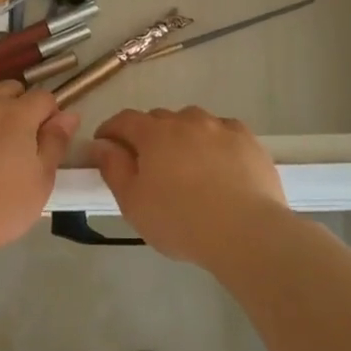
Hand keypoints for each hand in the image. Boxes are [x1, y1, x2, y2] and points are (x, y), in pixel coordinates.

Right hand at [91, 106, 288, 263]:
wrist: (246, 232)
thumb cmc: (180, 221)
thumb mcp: (133, 203)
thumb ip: (113, 168)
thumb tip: (101, 145)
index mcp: (154, 134)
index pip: (124, 120)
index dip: (111, 130)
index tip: (105, 145)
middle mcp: (186, 120)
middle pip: (158, 118)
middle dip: (146, 134)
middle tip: (146, 163)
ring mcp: (220, 127)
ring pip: (192, 121)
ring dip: (182, 134)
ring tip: (185, 162)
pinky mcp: (248, 140)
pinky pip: (223, 131)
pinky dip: (213, 141)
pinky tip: (218, 163)